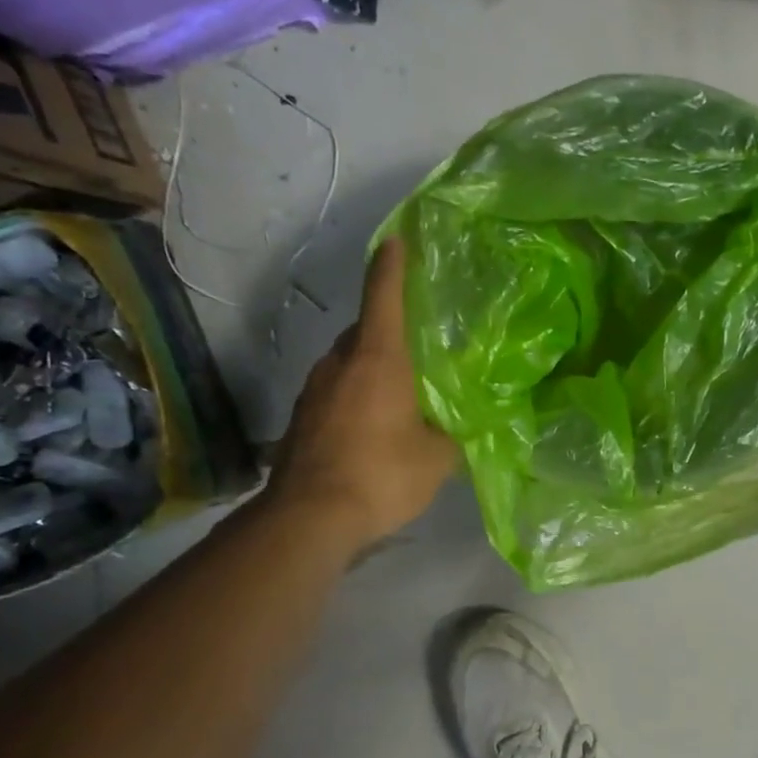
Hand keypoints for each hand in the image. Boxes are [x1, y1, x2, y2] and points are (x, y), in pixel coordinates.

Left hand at [266, 238, 458, 544]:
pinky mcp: (301, 418)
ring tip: (400, 391)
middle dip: (388, 331)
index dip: (392, 266)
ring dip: (371, 368)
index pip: (383, 297)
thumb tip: (456, 425)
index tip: (396, 239)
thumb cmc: (381, 475)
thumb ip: (451, 432)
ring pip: (347, 363)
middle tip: (419, 346)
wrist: (309, 518)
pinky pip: (335, 391)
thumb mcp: (436, 457)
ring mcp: (314, 390)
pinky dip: (355, 395)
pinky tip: (373, 424)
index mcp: (378, 360)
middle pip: (364, 331)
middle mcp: (339, 364)